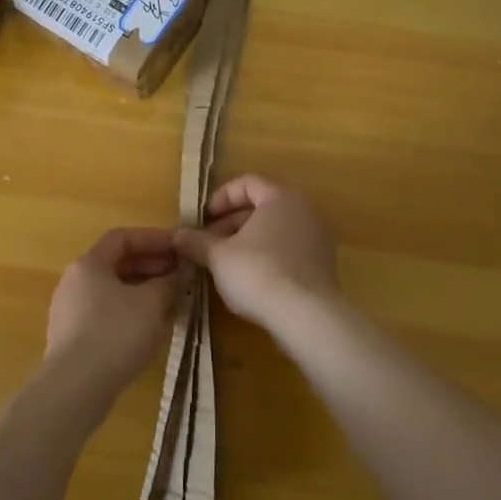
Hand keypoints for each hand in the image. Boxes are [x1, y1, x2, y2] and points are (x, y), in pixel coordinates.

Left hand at [44, 228, 181, 407]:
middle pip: (117, 264)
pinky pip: (106, 313)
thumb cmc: (115, 333)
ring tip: (172, 301)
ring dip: (144, 291)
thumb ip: (170, 282)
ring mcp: (70, 311)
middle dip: (152, 266)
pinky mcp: (73, 338)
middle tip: (181, 275)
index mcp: (89, 263)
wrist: (75, 388)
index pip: (123, 238)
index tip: (180, 247)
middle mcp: (74, 281)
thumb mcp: (152, 303)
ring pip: (113, 291)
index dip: (154, 238)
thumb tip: (183, 270)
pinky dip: (131, 312)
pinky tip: (151, 328)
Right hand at [174, 176, 338, 330]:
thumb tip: (177, 235)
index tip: (204, 219)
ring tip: (225, 264)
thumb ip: (197, 242)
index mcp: (280, 197)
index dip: (221, 198)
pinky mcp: (323, 264)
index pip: (247, 183)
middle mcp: (303, 210)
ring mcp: (317, 237)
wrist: (306, 316)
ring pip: (275, 230)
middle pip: (262, 206)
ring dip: (248, 241)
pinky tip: (251, 280)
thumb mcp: (218, 256)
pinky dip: (268, 256)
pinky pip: (289, 250)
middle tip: (209, 244)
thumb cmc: (258, 272)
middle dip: (231, 223)